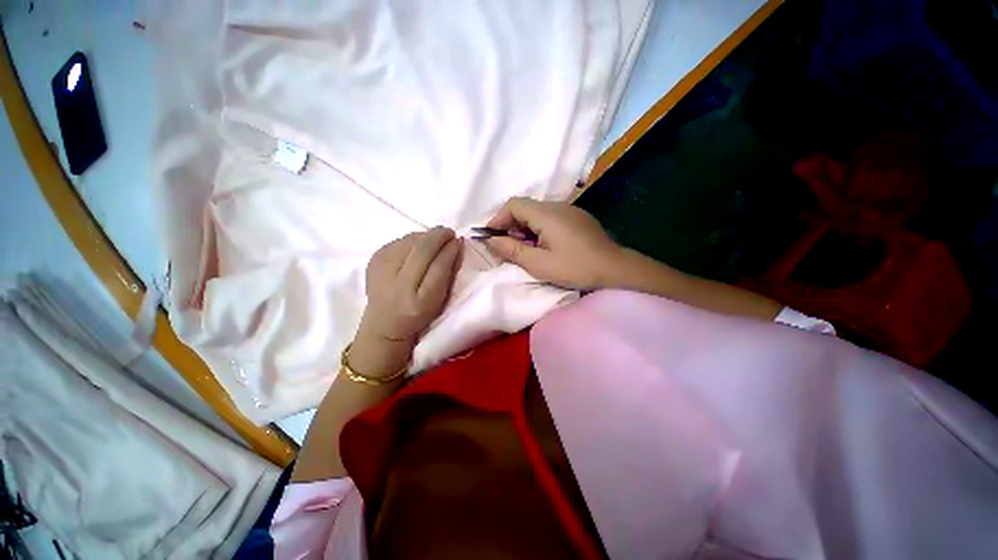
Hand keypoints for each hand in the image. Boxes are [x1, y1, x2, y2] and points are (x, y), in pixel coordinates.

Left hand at [355, 226, 461, 359]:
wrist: (384, 324)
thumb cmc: (419, 314)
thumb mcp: (439, 300)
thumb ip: (448, 272)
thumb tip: (456, 243)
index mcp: (419, 301)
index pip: (438, 265)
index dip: (449, 249)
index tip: (458, 240)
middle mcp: (397, 284)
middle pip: (421, 248)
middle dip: (438, 236)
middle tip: (449, 233)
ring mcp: (381, 270)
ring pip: (409, 240)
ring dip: (425, 236)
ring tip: (435, 239)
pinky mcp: (373, 260)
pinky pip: (398, 240)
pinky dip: (412, 239)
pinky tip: (418, 245)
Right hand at [484, 198, 624, 289]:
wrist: (616, 269)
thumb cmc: (576, 268)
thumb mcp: (539, 264)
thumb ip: (512, 250)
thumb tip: (491, 240)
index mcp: (546, 214)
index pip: (513, 204)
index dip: (498, 219)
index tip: (491, 237)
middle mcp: (557, 206)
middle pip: (524, 207)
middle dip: (510, 226)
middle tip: (507, 248)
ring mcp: (569, 211)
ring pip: (537, 213)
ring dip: (524, 229)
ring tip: (525, 250)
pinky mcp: (577, 219)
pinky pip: (550, 218)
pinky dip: (538, 230)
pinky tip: (543, 247)